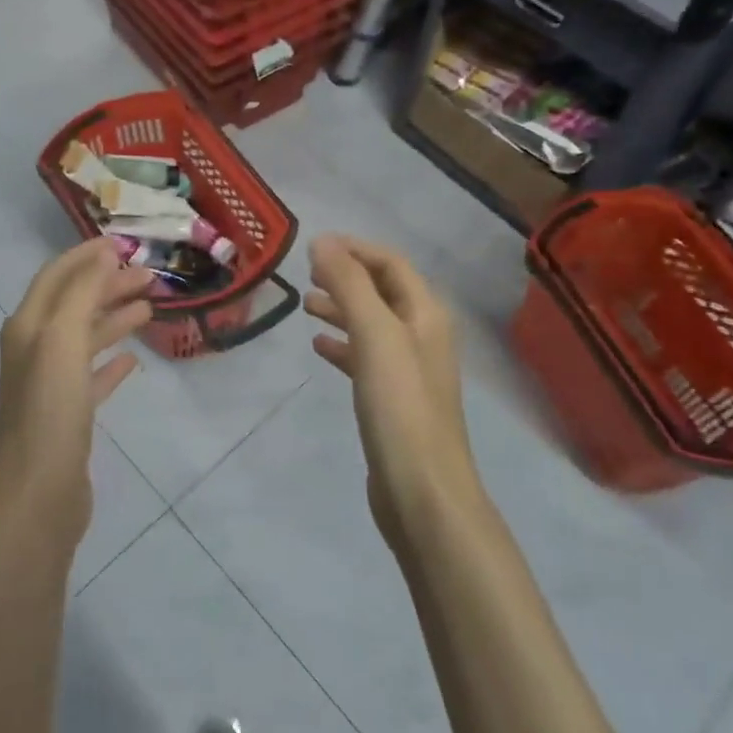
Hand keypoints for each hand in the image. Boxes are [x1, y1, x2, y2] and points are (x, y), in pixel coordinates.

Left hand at [0, 240, 153, 529]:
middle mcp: (35, 349)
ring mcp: (51, 384)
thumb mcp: (62, 340)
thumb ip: (82, 293)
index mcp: (28, 327)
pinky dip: (111, 362)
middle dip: (108, 285)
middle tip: (150, 277)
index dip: (87, 256)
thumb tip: (103, 254)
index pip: (57, 276)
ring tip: (150, 308)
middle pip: (74, 304)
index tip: (124, 243)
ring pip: (86, 338)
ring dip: (114, 318)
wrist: (38, 494)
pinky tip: (133, 360)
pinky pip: (92, 376)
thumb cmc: (50, 410)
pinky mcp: (68, 414)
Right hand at [305, 235, 479, 545]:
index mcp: (426, 314)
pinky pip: (365, 358)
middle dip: (346, 277)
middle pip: (383, 291)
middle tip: (307, 275)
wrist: (422, 491)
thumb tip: (323, 242)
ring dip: (341, 308)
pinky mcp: (393, 400)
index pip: (391, 263)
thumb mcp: (374, 335)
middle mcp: (422, 335)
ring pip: (372, 324)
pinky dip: (342, 345)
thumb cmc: (400, 406)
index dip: (355, 249)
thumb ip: (349, 285)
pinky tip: (319, 347)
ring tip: (306, 306)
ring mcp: (409, 370)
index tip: (314, 246)